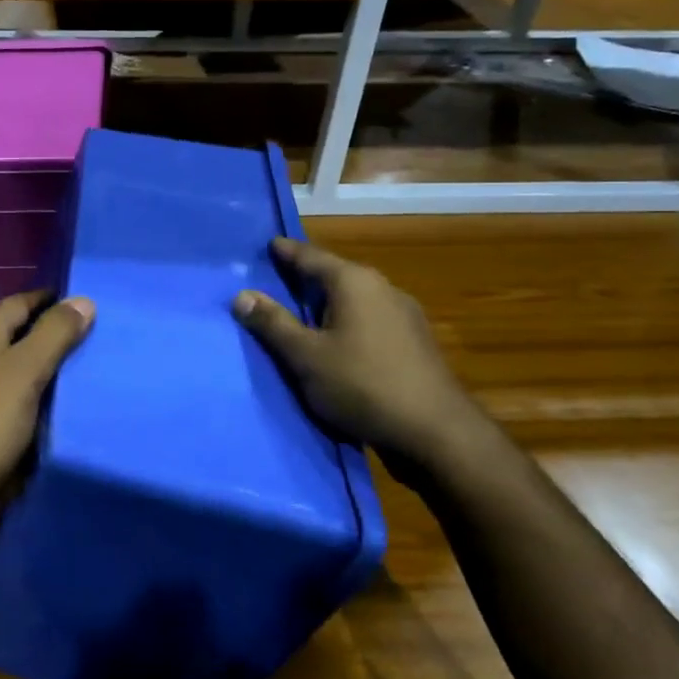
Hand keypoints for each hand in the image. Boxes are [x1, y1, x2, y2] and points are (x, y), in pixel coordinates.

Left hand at [0, 290, 94, 534]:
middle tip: (98, 341)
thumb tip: (82, 299)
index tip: (89, 305)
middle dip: (52, 336)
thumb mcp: (24, 373)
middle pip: (16, 335)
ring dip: (43, 371)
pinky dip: (31, 402)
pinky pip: (8, 402)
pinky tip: (56, 412)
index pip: (20, 303)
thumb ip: (53, 335)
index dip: (52, 300)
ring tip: (86, 375)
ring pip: (12, 370)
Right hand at [233, 238, 490, 480]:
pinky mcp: (414, 344)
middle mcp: (382, 288)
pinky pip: (369, 321)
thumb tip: (241, 294)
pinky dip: (346, 324)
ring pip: (354, 300)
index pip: (311, 255)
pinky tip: (336, 343)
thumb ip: (273, 323)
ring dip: (327, 304)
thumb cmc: (363, 385)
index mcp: (354, 281)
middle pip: (335, 275)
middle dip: (306, 277)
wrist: (437, 433)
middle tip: (277, 279)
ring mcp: (404, 316)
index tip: (268, 244)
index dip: (286, 251)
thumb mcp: (305, 356)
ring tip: (301, 313)